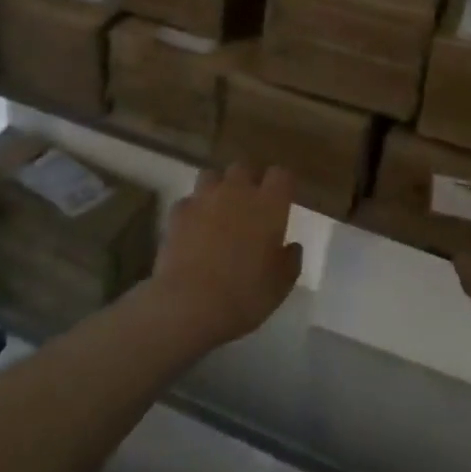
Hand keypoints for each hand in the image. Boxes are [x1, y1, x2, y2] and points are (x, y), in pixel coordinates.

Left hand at [148, 163, 301, 352]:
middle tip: (249, 205)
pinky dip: (192, 211)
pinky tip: (192, 230)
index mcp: (269, 204)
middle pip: (243, 168)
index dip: (282, 184)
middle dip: (247, 181)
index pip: (281, 174)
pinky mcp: (178, 213)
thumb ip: (290, 260)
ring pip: (211, 176)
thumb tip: (292, 246)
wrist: (190, 304)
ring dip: (217, 188)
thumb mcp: (281, 285)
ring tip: (218, 211)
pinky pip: (188, 202)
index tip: (282, 198)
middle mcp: (237, 191)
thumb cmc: (245, 295)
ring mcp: (204, 198)